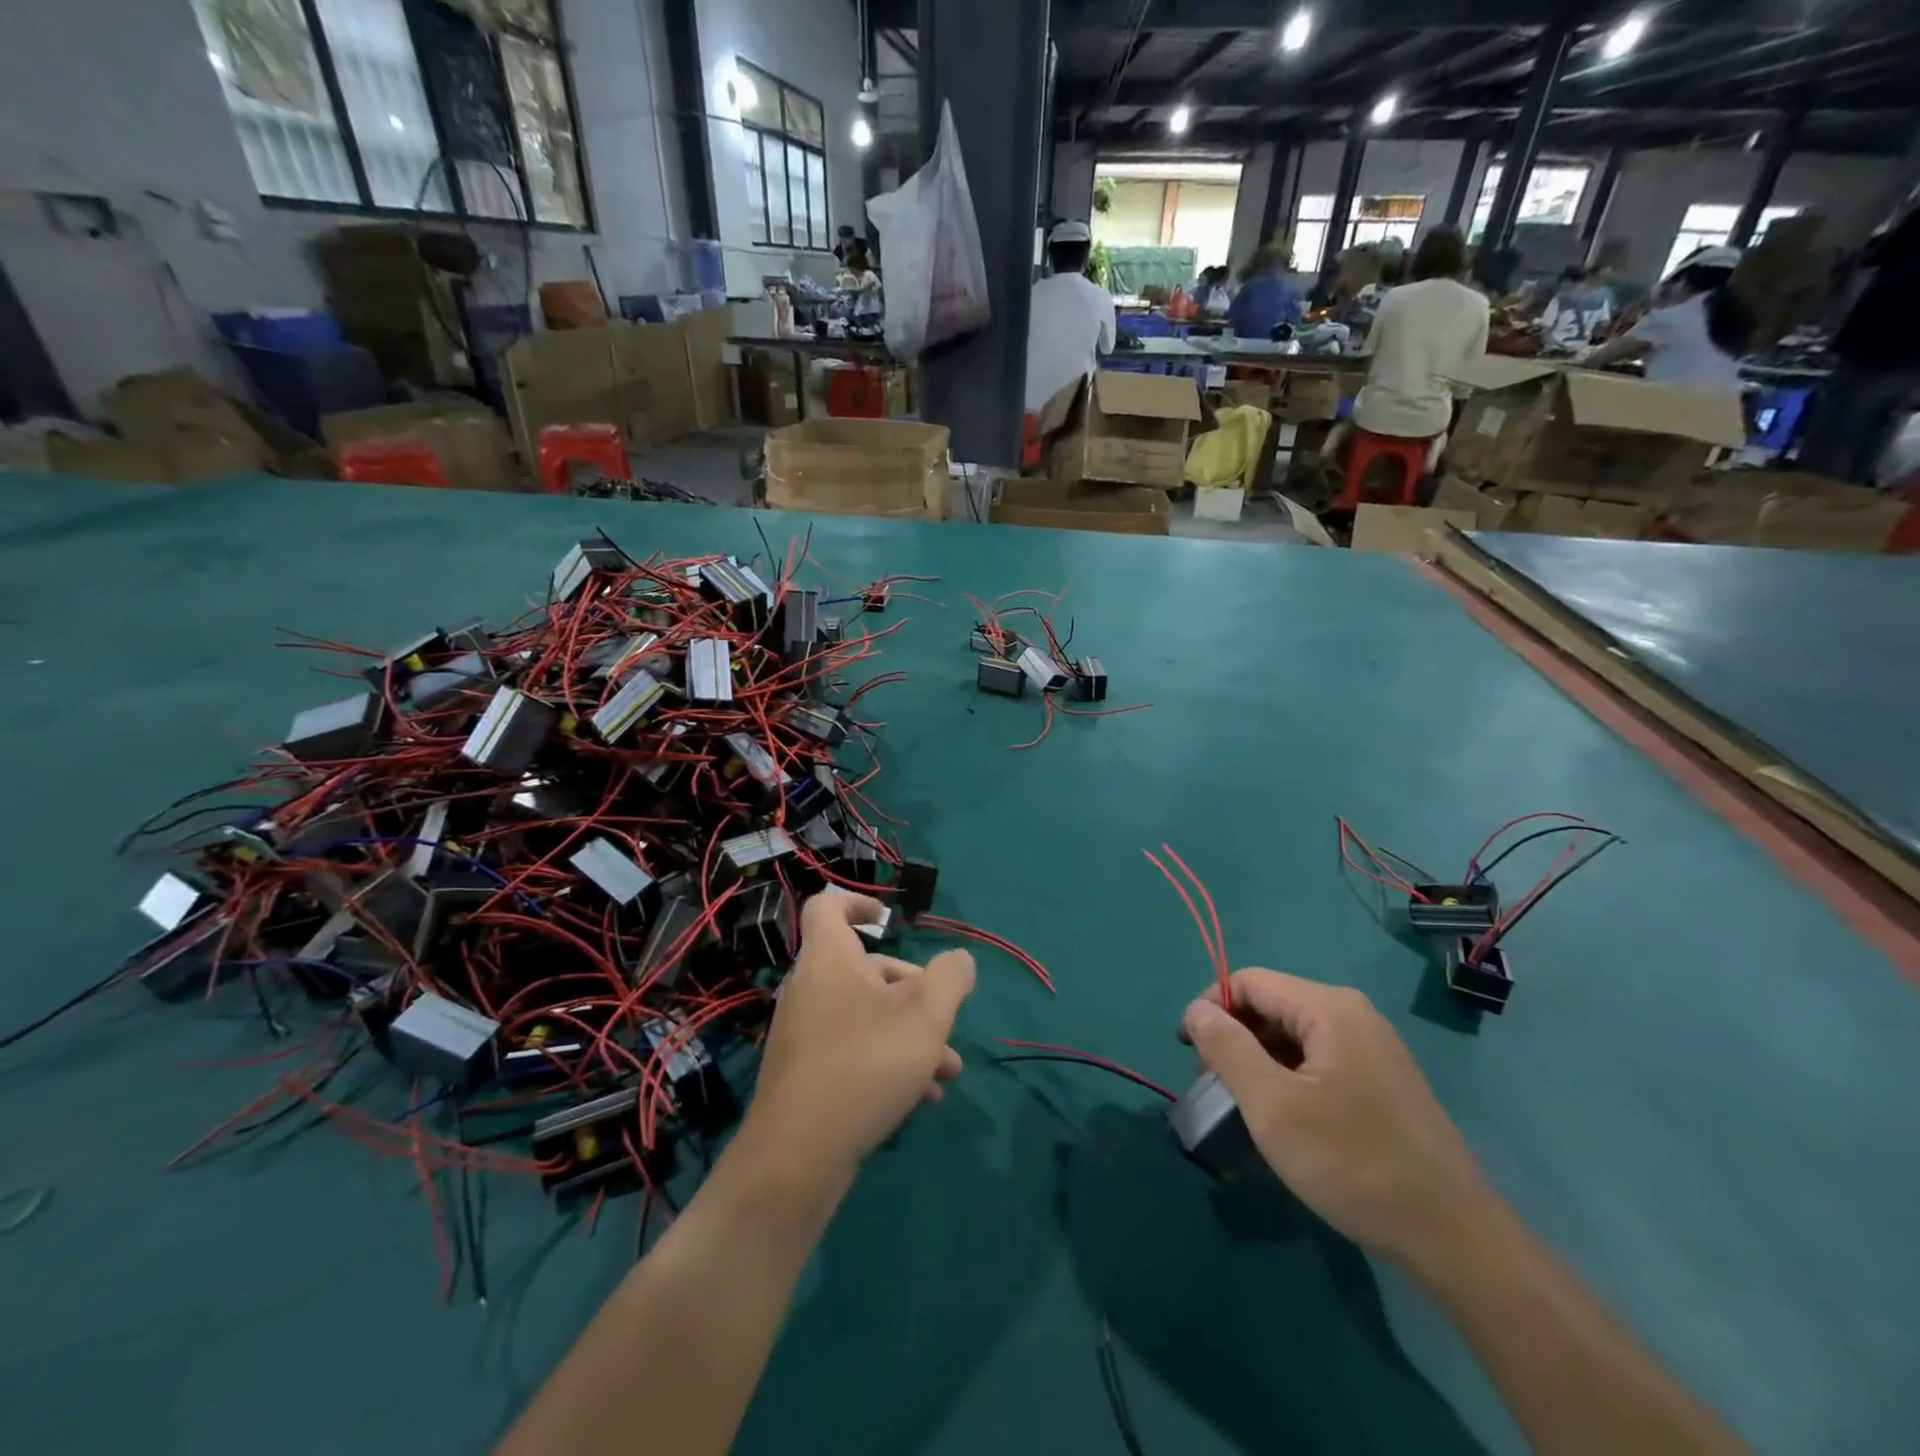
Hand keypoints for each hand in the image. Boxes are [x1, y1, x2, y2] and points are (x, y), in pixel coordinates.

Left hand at [738, 892, 975, 1187]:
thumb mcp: (926, 1014)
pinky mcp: (806, 1073)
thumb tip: (959, 961)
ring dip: (910, 1033)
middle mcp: (811, 988)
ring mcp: (805, 1033)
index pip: (828, 906)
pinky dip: (887, 1061)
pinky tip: (922, 1097)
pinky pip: (853, 1049)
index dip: (858, 901)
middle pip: (864, 968)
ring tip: (948, 1070)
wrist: (797, 1157)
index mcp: (829, 959)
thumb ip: (951, 977)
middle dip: (913, 990)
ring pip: (866, 1015)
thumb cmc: (864, 1064)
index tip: (891, 919)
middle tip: (944, 1019)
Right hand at [1181, 969, 1489, 1265]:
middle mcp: (1353, 1014)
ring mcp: (1373, 1048)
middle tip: (1212, 1084)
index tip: (1187, 1052)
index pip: (1249, 981)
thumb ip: (1226, 1048)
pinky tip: (1283, 1119)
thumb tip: (1196, 1011)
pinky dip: (1288, 1077)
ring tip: (1241, 1105)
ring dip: (1258, 1060)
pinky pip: (1319, 1060)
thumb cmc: (1353, 1164)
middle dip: (1234, 1036)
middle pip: (1272, 1005)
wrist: (1455, 1240)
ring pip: (1294, 1036)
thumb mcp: (1272, 1106)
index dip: (1210, 1007)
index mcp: (1329, 1008)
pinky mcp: (1383, 1081)